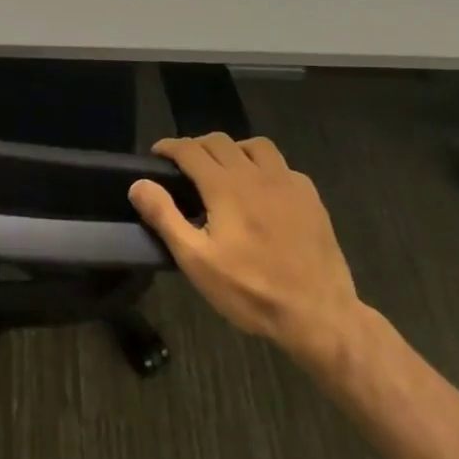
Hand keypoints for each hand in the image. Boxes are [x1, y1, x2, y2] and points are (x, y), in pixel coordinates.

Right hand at [129, 133, 362, 363]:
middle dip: (197, 147)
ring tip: (225, 171)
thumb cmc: (252, 291)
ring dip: (233, 150)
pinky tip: (263, 191)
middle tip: (185, 167)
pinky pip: (282, 166)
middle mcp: (255, 173)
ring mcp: (288, 182)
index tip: (157, 155)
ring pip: (255, 145)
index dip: (169, 146)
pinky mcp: (311, 197)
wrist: (320, 316)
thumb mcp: (198, 261)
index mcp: (225, 186)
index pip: (189, 149)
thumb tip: (139, 183)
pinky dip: (265, 168)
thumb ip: (165, 217)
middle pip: (219, 141)